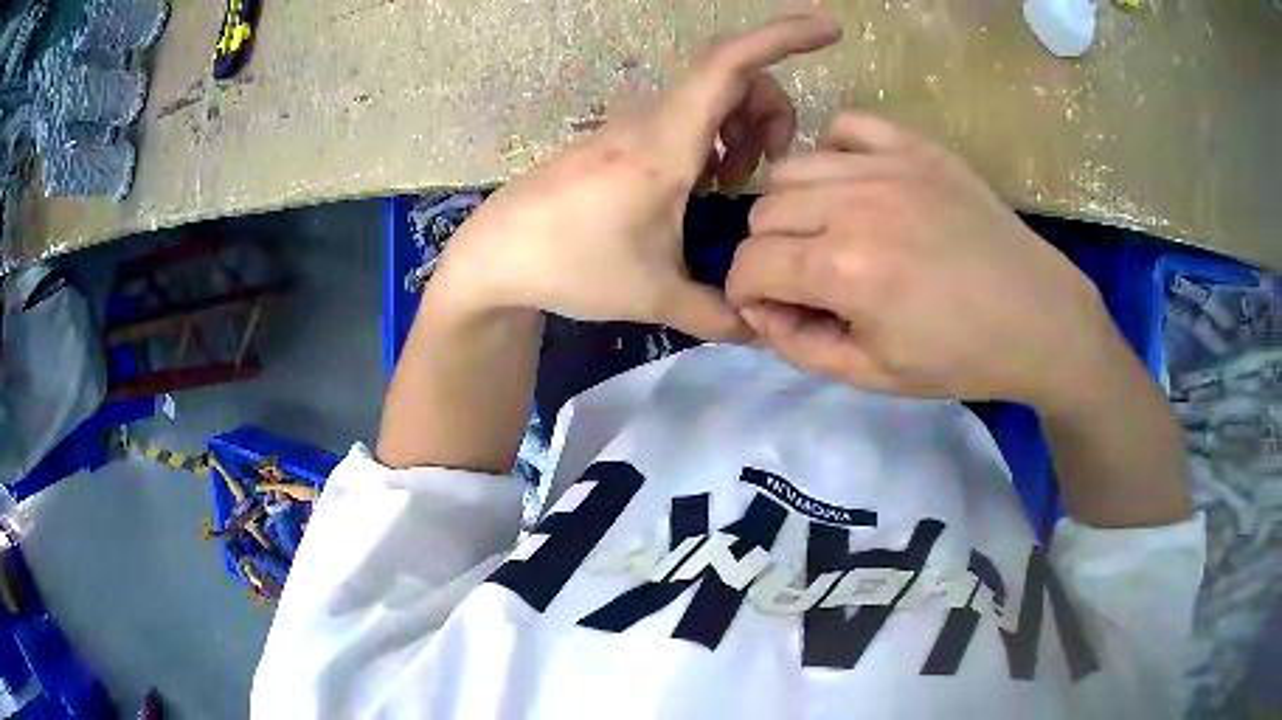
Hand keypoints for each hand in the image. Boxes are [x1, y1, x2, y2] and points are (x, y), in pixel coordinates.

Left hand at [428, 16, 842, 341]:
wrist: (499, 253)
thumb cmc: (570, 264)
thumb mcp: (653, 296)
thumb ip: (718, 314)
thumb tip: (762, 330)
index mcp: (666, 142)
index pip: (730, 64)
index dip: (782, 37)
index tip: (828, 28)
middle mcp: (653, 120)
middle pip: (732, 77)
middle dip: (771, 110)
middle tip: (768, 169)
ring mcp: (635, 126)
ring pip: (710, 96)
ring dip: (742, 127)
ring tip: (735, 183)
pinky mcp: (624, 139)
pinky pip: (687, 116)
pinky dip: (715, 138)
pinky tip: (705, 184)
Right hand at [726, 112, 1117, 406]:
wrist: (1038, 318)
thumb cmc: (960, 358)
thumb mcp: (872, 376)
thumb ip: (800, 346)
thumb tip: (762, 311)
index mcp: (843, 269)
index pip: (749, 266)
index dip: (748, 295)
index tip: (773, 311)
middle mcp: (854, 204)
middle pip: (762, 214)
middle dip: (768, 254)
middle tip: (806, 280)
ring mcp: (887, 166)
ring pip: (792, 168)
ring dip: (793, 207)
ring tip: (828, 232)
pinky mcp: (916, 146)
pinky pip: (846, 126)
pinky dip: (833, 153)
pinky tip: (855, 186)